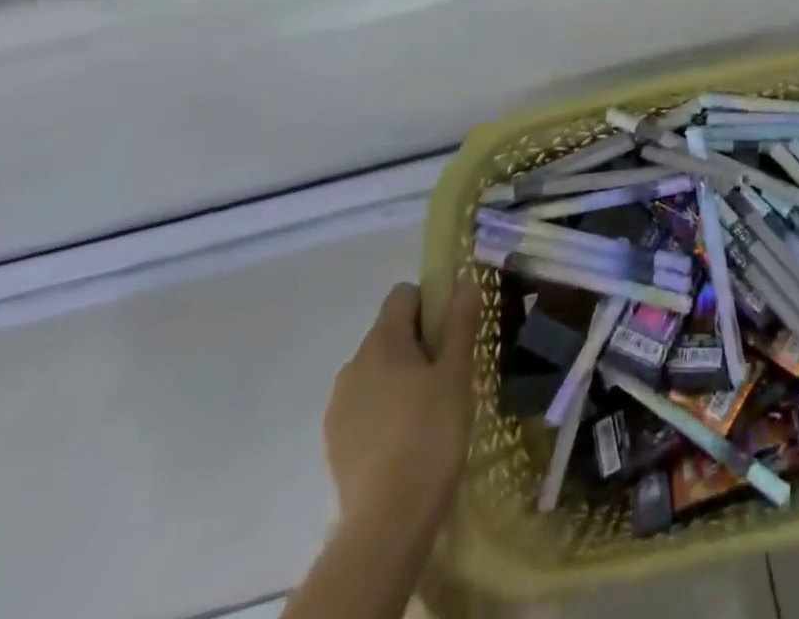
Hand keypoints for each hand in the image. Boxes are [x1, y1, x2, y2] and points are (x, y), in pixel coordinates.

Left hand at [324, 277, 479, 533]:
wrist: (389, 518)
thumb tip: (464, 280)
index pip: (403, 295)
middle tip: (449, 372)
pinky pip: (364, 405)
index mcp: (382, 340)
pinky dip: (384, 409)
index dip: (430, 302)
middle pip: (389, 332)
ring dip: (400, 377)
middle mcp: (353, 363)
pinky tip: (406, 438)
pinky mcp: (334, 441)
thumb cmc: (431, 430)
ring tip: (429, 409)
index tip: (452, 330)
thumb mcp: (457, 371)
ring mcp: (339, 404)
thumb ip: (460, 321)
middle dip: (418, 343)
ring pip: (376, 370)